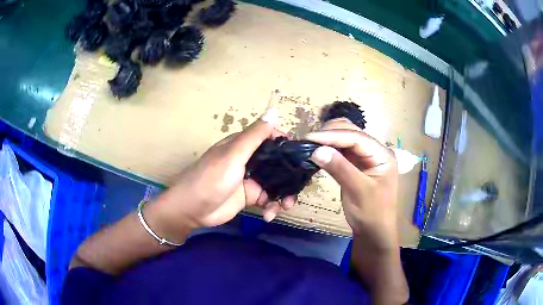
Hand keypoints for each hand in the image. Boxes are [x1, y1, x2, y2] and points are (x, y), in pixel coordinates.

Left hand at [145, 103, 295, 242]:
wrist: (192, 209)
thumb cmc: (210, 179)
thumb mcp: (232, 155)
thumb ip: (254, 136)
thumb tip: (274, 112)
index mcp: (244, 145)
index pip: (270, 138)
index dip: (286, 144)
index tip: (300, 155)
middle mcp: (249, 160)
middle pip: (277, 162)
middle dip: (290, 173)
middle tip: (300, 186)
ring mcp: (250, 179)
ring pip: (276, 182)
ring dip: (284, 193)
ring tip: (286, 205)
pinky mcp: (250, 196)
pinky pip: (268, 198)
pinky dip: (272, 206)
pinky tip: (270, 214)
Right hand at [305, 119, 398, 250]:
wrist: (374, 231)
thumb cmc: (372, 213)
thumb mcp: (358, 191)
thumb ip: (340, 169)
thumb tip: (316, 150)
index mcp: (382, 154)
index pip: (356, 137)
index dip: (333, 135)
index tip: (310, 138)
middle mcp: (374, 151)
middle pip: (351, 132)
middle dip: (330, 134)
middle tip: (308, 142)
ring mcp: (365, 156)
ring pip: (344, 139)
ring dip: (328, 140)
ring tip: (310, 145)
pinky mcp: (356, 164)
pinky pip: (341, 150)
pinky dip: (329, 149)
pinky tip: (318, 152)